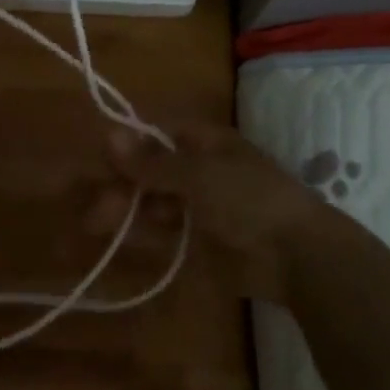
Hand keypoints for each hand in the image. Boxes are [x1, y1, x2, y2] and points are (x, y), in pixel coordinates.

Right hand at [96, 122, 341, 303]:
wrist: (296, 255)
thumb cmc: (248, 198)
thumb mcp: (197, 174)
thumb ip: (152, 161)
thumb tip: (108, 134)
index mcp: (205, 143)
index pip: (157, 134)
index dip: (128, 144)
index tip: (100, 158)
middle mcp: (200, 170)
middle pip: (151, 170)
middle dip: (121, 183)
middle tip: (93, 205)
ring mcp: (200, 206)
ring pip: (153, 202)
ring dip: (126, 209)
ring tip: (96, 224)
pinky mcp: (200, 240)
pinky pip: (164, 231)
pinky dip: (142, 232)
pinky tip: (120, 238)